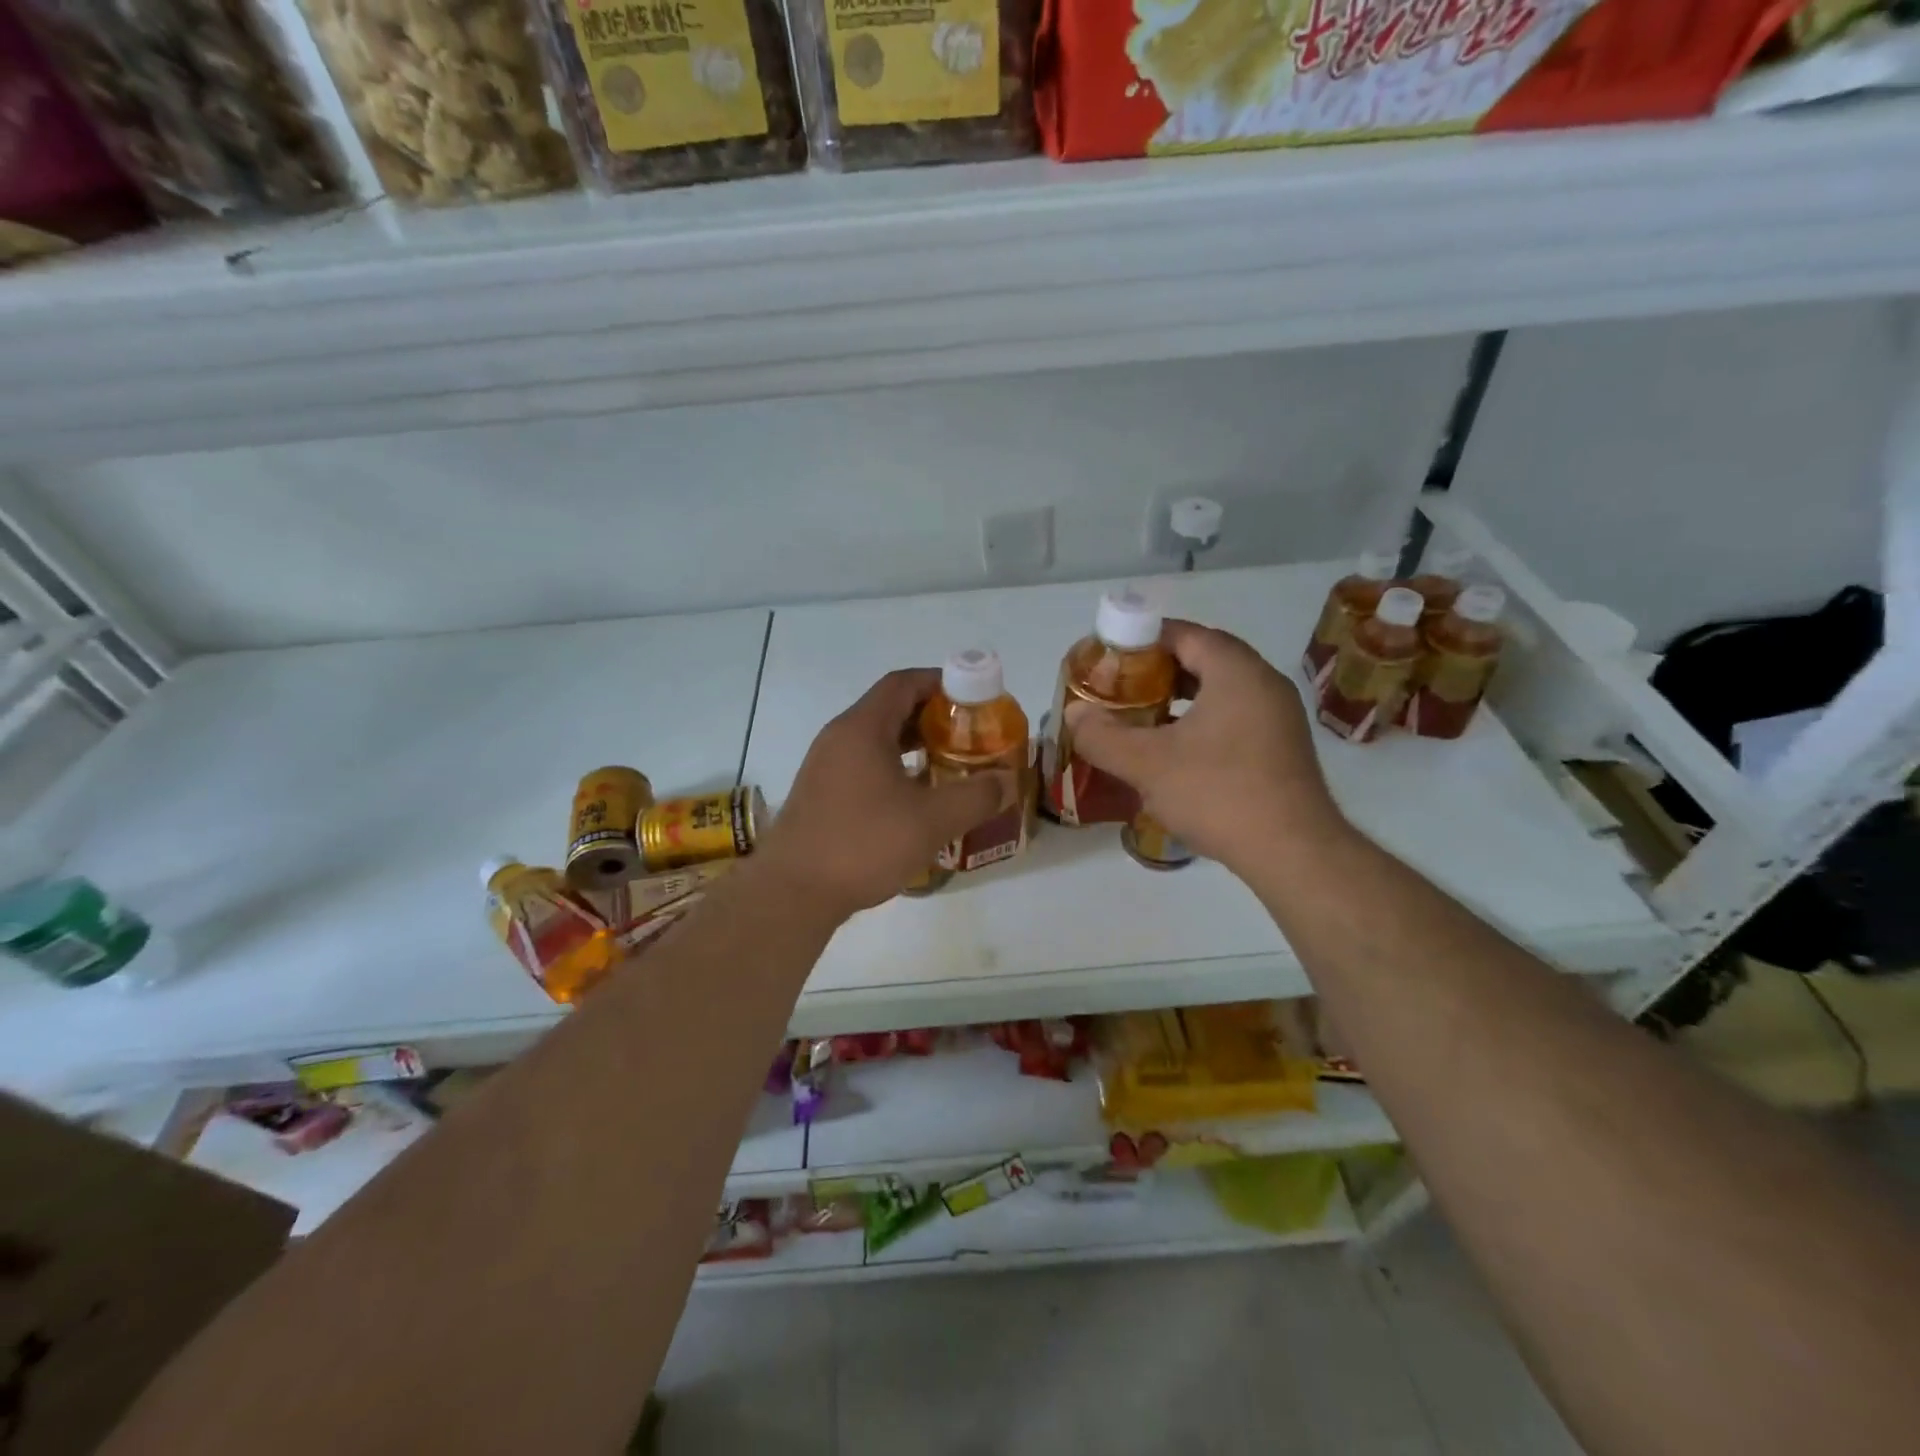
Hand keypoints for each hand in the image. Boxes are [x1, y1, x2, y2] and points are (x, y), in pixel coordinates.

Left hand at [759, 669, 1016, 919]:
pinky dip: (894, 768)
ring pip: (877, 740)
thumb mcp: (931, 821)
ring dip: (914, 746)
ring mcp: (825, 766)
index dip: (941, 683)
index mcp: (862, 728)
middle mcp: (839, 738)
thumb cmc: (863, 844)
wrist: (793, 893)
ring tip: (950, 766)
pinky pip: (864, 765)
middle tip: (970, 736)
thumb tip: (1007, 781)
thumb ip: (976, 796)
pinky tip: (916, 799)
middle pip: (891, 709)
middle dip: (933, 717)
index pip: (904, 683)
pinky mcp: (821, 794)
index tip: (974, 699)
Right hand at [1063, 620, 1343, 870]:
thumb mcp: (1148, 764)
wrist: (1293, 852)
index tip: (1110, 658)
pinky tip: (1175, 751)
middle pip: (1203, 659)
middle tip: (1119, 689)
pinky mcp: (1281, 748)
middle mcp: (1264, 684)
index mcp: (1236, 672)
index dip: (1143, 640)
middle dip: (1157, 670)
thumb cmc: (1219, 794)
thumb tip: (1074, 715)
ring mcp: (1278, 717)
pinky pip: (1234, 717)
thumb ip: (1103, 735)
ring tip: (1140, 718)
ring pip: (1219, 691)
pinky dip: (1201, 722)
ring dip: (1179, 698)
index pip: (1185, 634)